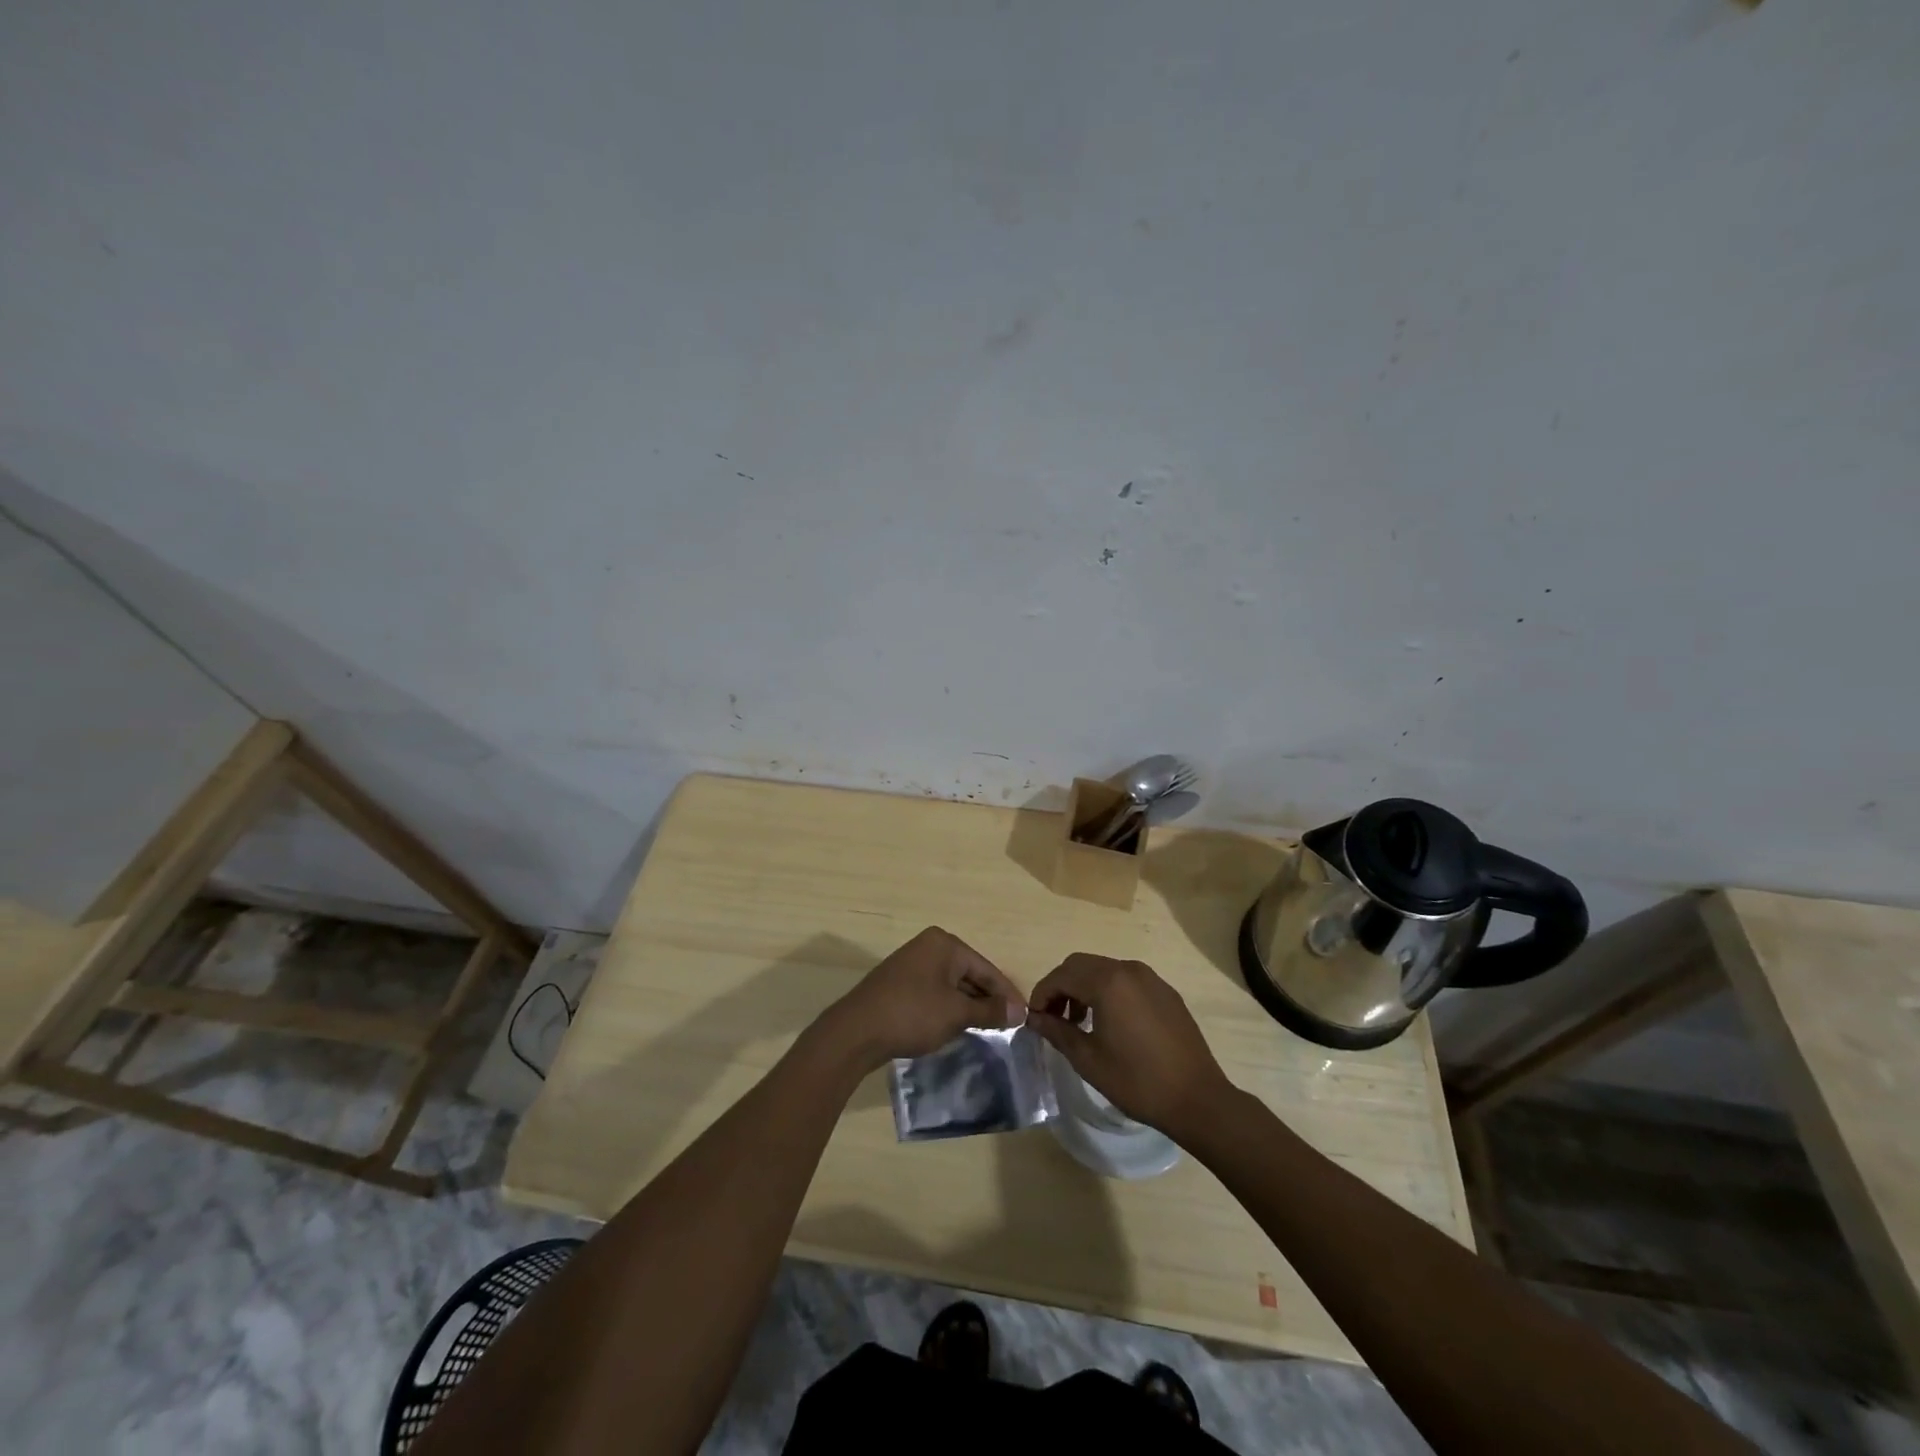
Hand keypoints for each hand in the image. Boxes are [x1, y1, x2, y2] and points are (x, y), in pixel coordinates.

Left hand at [822, 927, 1026, 1067]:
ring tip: (989, 1029)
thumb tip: (1020, 1011)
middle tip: (1009, 1025)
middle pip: (969, 974)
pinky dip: (949, 1008)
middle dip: (988, 999)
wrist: (856, 1031)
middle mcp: (928, 947)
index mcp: (944, 944)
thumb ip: (989, 1010)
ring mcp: (912, 965)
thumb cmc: (912, 1014)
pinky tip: (959, 1027)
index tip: (1025, 1017)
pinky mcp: (900, 985)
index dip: (1007, 994)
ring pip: (952, 985)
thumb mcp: (956, 1014)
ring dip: (969, 1006)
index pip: (986, 968)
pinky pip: (935, 993)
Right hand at [1026, 953, 1234, 1138]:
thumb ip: (1057, 1032)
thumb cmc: (1137, 1081)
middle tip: (1053, 1018)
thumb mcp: (1088, 1060)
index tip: (1034, 1018)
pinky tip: (1110, 1023)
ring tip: (1079, 1022)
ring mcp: (1150, 978)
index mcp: (1108, 983)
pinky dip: (1108, 991)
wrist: (1197, 1099)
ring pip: (1104, 969)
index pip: (1062, 975)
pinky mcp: (1165, 991)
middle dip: (1061, 987)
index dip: (1042, 993)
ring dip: (1084, 987)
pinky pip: (1127, 980)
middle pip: (1081, 965)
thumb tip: (1034, 1018)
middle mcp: (1128, 969)